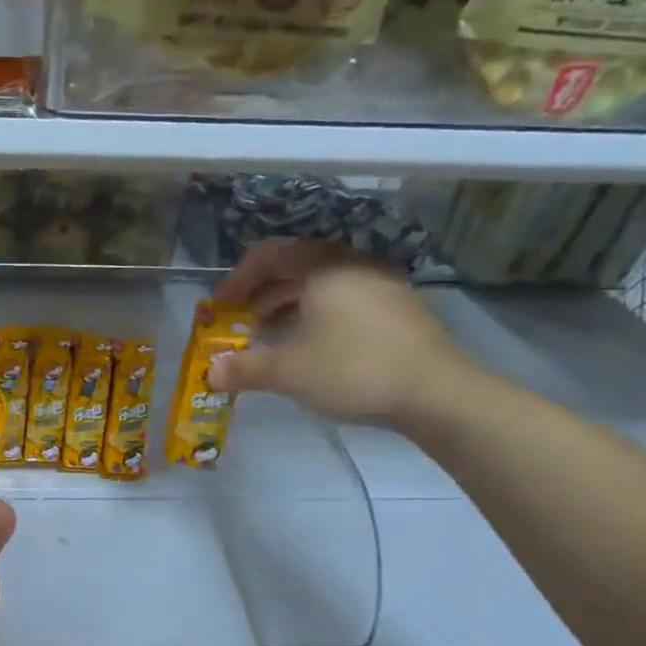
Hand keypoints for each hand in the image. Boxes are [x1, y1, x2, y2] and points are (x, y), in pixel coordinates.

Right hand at [208, 240, 471, 424]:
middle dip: (262, 294)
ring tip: (270, 336)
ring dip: (288, 306)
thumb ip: (244, 368)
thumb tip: (210, 374)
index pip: (269, 256)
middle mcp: (351, 265)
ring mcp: (379, 284)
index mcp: (322, 267)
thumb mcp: (288, 371)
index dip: (238, 279)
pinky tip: (311, 346)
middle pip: (295, 268)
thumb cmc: (352, 368)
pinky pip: (344, 299)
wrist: (435, 390)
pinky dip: (317, 315)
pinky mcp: (397, 307)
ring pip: (321, 285)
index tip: (220, 305)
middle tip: (241, 321)